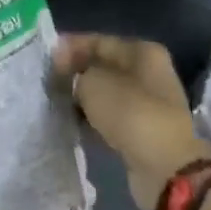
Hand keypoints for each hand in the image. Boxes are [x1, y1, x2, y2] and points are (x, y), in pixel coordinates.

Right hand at [56, 35, 210, 209]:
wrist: (165, 168)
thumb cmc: (130, 113)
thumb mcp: (93, 83)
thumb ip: (75, 73)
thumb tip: (68, 76)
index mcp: (143, 52)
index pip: (98, 41)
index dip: (69, 47)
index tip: (45, 59)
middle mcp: (148, 73)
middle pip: (102, 67)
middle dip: (74, 73)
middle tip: (47, 81)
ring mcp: (147, 103)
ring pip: (104, 93)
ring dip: (81, 97)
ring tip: (54, 102)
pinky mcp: (141, 130)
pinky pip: (108, 116)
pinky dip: (91, 118)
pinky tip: (71, 121)